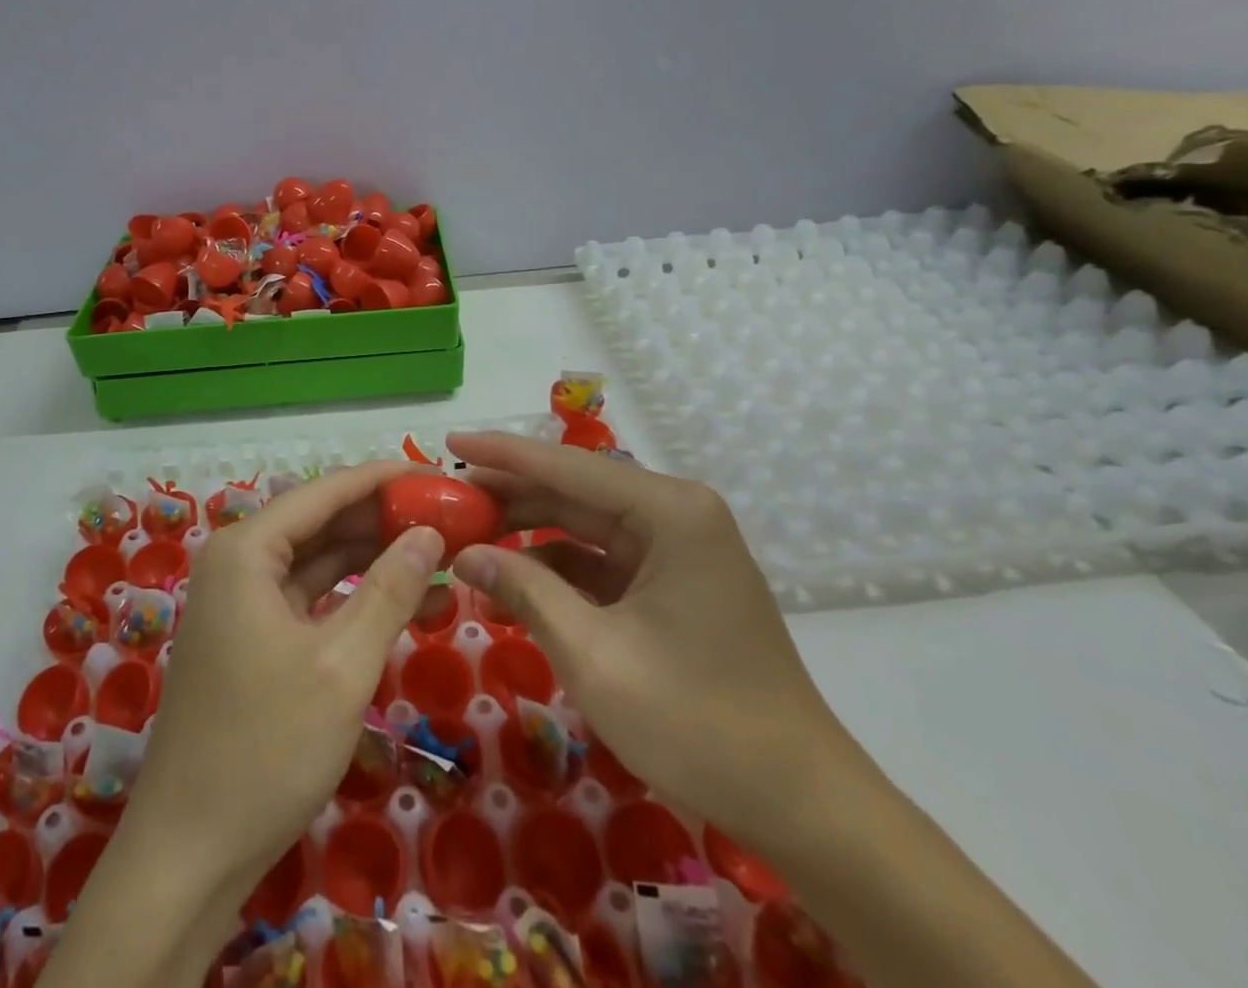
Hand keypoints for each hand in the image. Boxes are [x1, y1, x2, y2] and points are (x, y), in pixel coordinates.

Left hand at [124, 459, 444, 910]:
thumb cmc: (266, 748)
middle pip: (322, 521)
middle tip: (451, 518)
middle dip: (384, 519)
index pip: (327, 491)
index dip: (386, 479)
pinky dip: (353, 597)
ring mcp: (242, 601)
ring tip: (440, 554)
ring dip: (374, 558)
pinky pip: (310, 597)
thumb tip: (430, 533)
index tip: (440, 477)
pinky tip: (403, 600)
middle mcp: (239, 561)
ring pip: (319, 560)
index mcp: (247, 549)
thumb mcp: (342, 665)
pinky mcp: (252, 636)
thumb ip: (389, 590)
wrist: (189, 854)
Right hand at [446, 431, 849, 845]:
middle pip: (574, 491)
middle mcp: (675, 514)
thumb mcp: (595, 655)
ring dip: (528, 531)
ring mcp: (677, 549)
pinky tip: (513, 579)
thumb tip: (465, 553)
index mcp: (669, 512)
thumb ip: (526, 591)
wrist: (801, 804)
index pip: (566, 467)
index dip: (501, 454)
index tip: (447, 442)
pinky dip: (557, 567)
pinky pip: (602, 559)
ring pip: (584, 524)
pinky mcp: (672, 583)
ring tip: (467, 535)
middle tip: (446, 500)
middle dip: (509, 495)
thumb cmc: (697, 721)